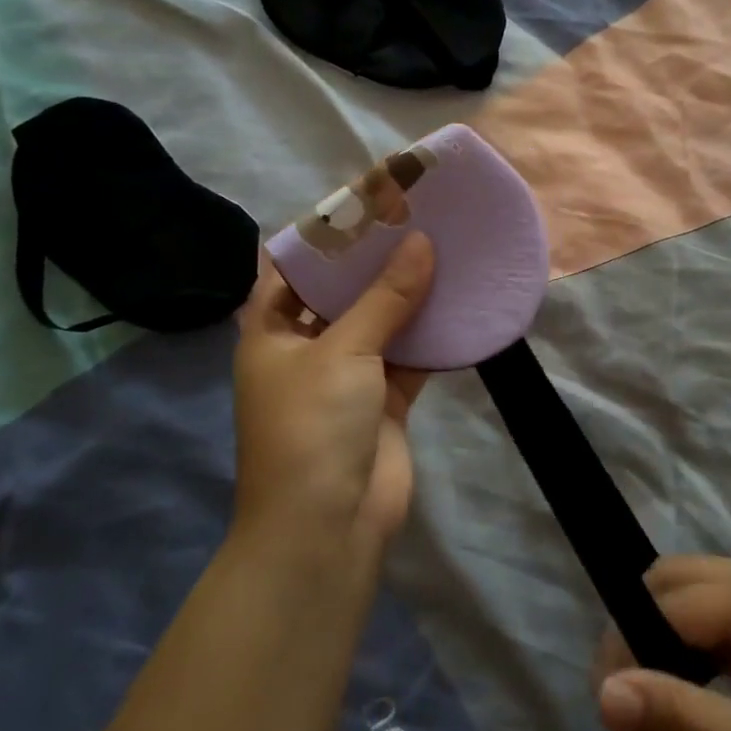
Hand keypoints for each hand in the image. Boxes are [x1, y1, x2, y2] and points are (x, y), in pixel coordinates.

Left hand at [233, 234, 433, 556]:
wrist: (327, 527)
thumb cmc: (311, 427)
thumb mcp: (342, 352)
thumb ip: (385, 297)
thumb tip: (422, 242)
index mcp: (271, 332)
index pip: (291, 268)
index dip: (323, 236)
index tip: (364, 202)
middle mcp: (306, 349)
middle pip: (341, 292)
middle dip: (375, 260)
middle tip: (414, 217)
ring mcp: (347, 376)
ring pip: (381, 322)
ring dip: (408, 294)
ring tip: (442, 246)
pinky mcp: (384, 400)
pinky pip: (409, 355)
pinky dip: (431, 333)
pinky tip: (459, 300)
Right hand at [594, 558, 730, 730]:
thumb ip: (679, 717)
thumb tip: (603, 693)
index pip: (671, 601)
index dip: (628, 647)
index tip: (608, 712)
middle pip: (686, 584)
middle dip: (644, 635)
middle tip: (629, 708)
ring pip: (713, 603)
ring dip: (676, 646)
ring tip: (661, 711)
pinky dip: (712, 655)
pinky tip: (709, 700)